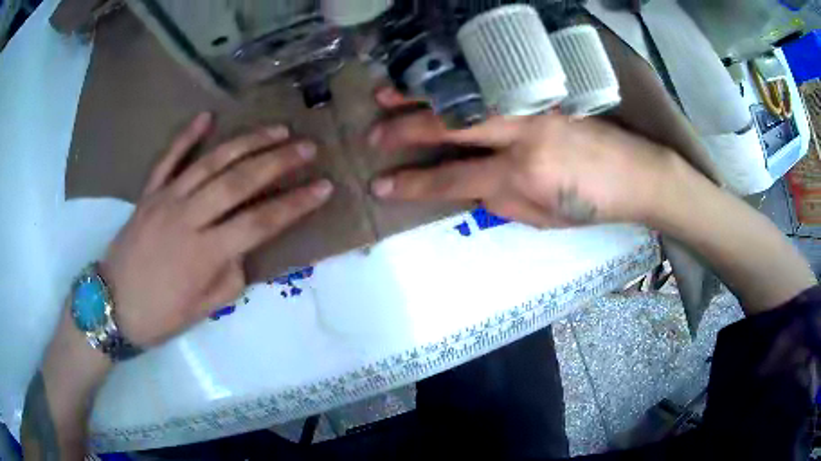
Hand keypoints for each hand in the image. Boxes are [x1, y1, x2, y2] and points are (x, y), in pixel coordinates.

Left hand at [101, 113, 332, 347]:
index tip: (324, 187)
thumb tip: (245, 249)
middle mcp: (188, 218)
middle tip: (308, 147)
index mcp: (205, 254)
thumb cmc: (160, 316)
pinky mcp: (148, 193)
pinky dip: (187, 136)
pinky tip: (207, 117)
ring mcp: (166, 200)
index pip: (261, 223)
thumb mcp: (203, 310)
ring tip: (276, 130)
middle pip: (240, 182)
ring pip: (211, 162)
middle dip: (279, 162)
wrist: (112, 306)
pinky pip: (168, 159)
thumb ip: (231, 276)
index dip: (295, 204)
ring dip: (246, 142)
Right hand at [368, 88, 672, 226]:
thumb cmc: (593, 204)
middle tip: (372, 133)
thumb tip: (471, 188)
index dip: (412, 184)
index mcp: (521, 176)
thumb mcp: (545, 219)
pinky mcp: (541, 95)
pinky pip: (490, 88)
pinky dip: (457, 87)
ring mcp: (531, 107)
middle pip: (450, 128)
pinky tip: (437, 85)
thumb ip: (502, 203)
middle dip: (404, 130)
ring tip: (387, 93)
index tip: (379, 185)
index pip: (452, 180)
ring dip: (423, 96)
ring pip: (465, 98)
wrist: (636, 173)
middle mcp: (521, 134)